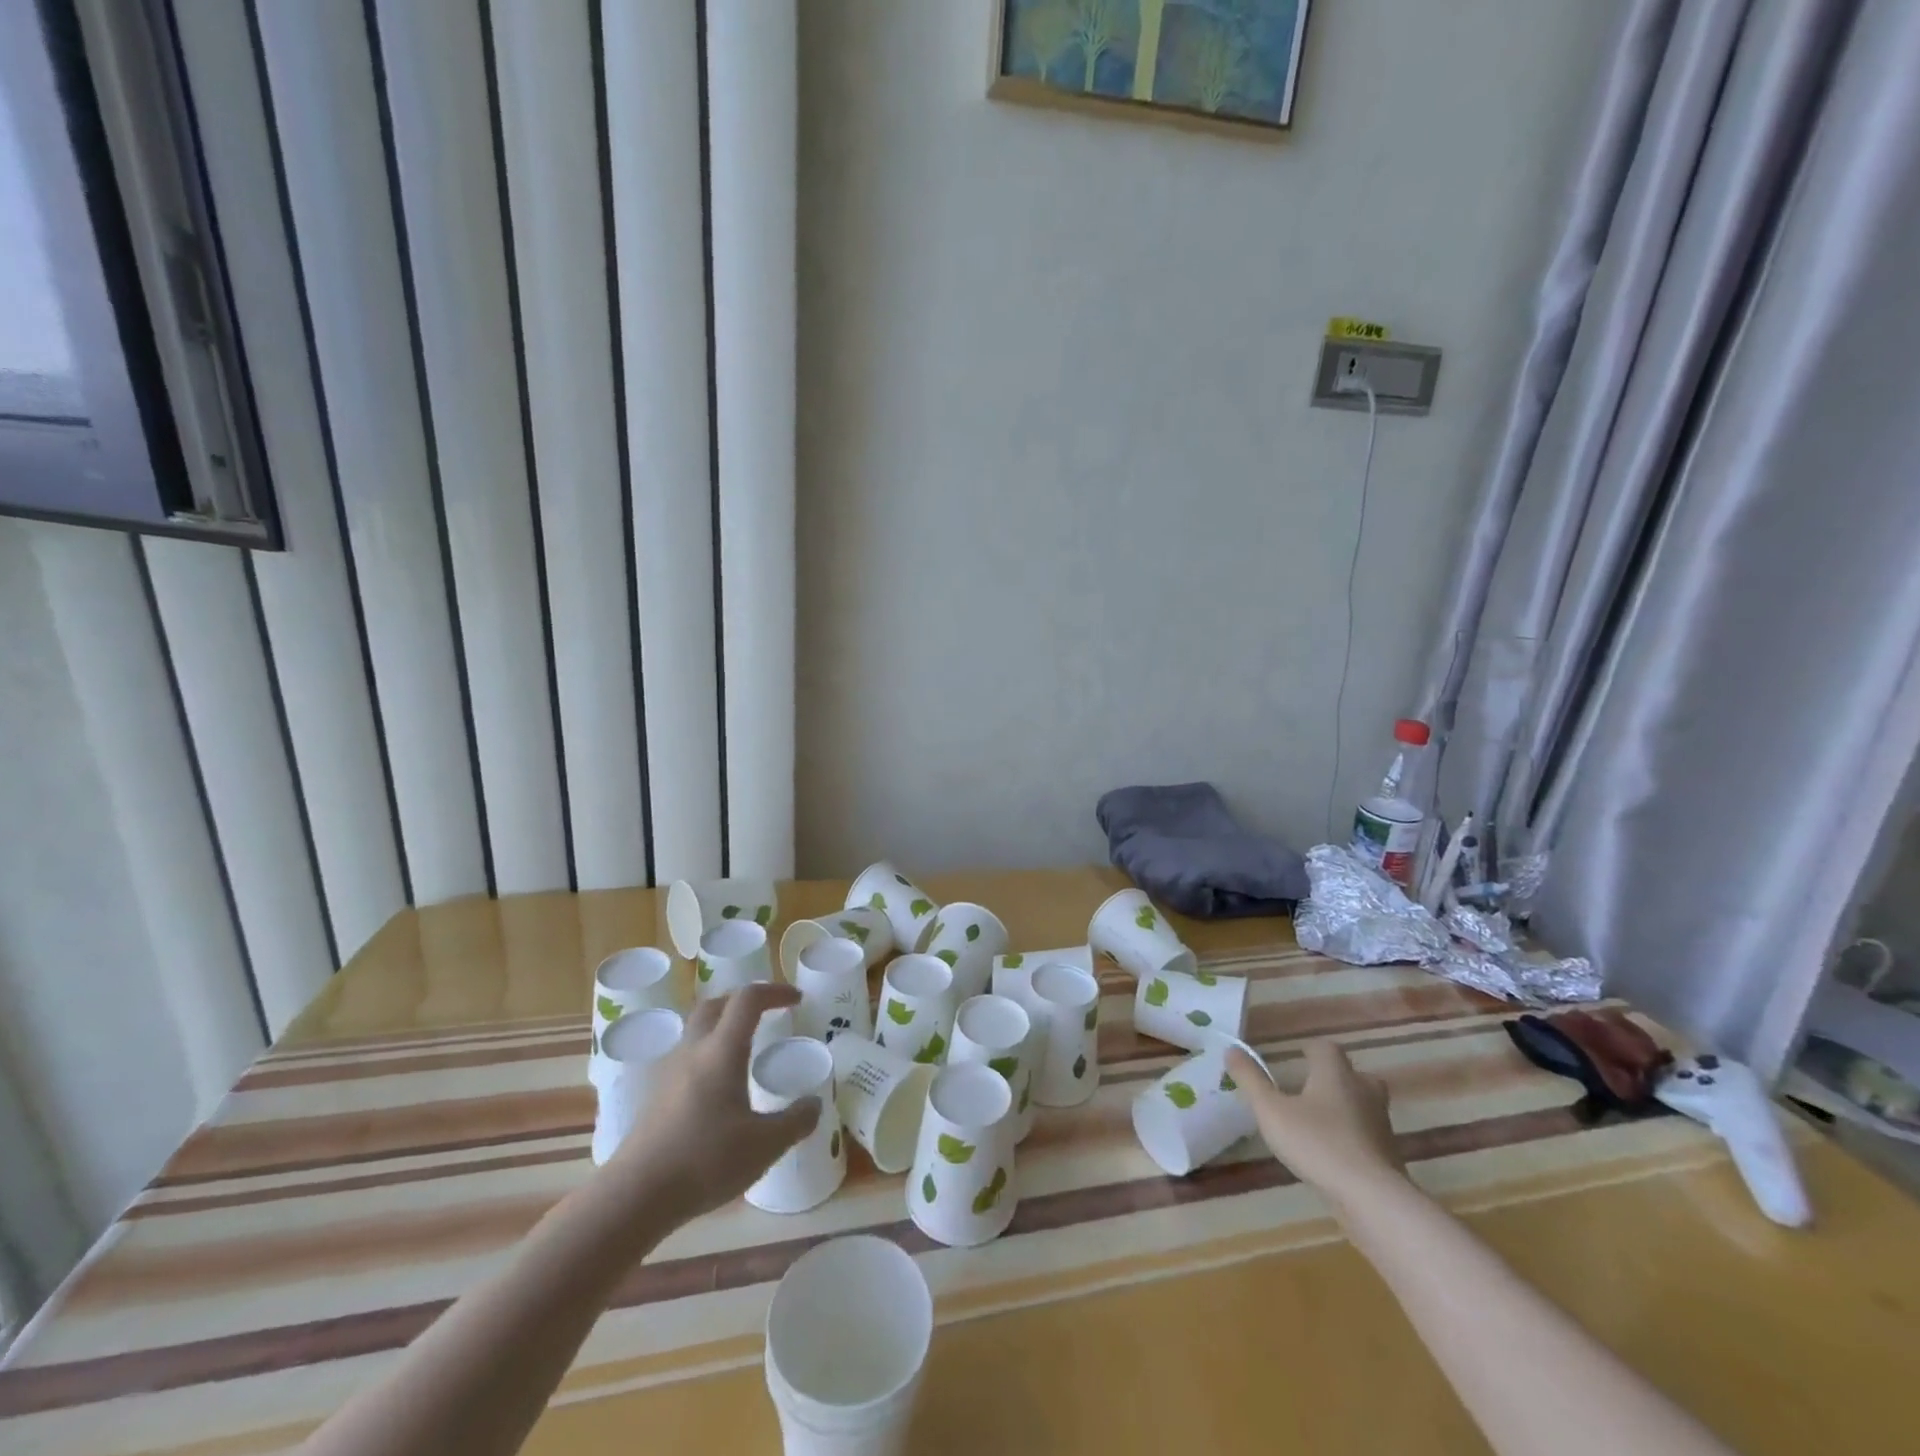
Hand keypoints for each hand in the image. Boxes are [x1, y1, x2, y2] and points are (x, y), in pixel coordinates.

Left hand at [609, 982, 819, 1222]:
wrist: (634, 1197)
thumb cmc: (704, 1161)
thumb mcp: (764, 1146)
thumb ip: (795, 1122)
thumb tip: (814, 1104)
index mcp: (722, 1050)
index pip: (748, 999)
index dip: (775, 991)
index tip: (797, 1000)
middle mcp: (693, 1051)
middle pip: (716, 1004)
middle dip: (744, 1001)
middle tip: (768, 1014)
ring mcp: (669, 1072)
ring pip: (697, 1030)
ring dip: (723, 1027)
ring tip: (745, 1050)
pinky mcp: (655, 1096)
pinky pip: (686, 1057)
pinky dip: (708, 1055)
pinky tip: (718, 1089)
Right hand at [1227, 1040, 1403, 1209]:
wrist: (1373, 1198)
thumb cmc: (1317, 1143)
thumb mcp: (1271, 1111)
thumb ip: (1250, 1080)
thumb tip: (1231, 1049)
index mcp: (1335, 1074)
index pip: (1326, 1048)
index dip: (1311, 1049)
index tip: (1298, 1056)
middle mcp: (1363, 1091)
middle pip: (1352, 1074)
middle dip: (1335, 1077)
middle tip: (1312, 1087)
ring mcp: (1380, 1124)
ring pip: (1364, 1104)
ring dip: (1346, 1107)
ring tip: (1320, 1121)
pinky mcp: (1389, 1154)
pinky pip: (1368, 1134)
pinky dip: (1354, 1136)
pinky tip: (1335, 1152)